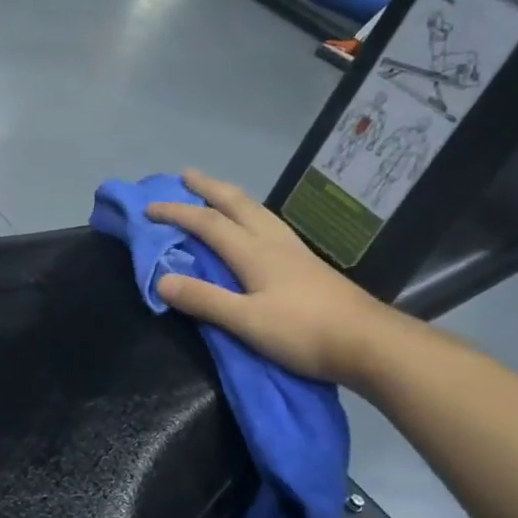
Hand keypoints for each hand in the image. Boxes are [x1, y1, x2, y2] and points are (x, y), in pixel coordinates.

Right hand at [146, 169, 407, 387]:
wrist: (368, 342)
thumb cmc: (303, 332)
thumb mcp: (246, 321)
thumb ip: (205, 300)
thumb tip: (161, 279)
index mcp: (255, 252)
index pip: (208, 223)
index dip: (177, 213)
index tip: (149, 208)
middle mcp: (274, 242)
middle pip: (238, 204)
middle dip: (209, 188)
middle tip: (186, 175)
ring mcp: (295, 251)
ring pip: (258, 211)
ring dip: (232, 197)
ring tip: (218, 194)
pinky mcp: (308, 264)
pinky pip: (270, 226)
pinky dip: (251, 215)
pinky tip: (257, 226)